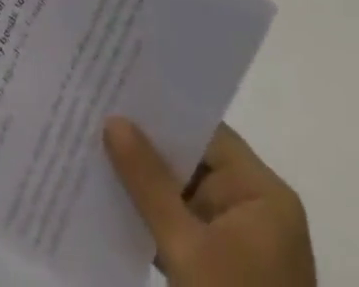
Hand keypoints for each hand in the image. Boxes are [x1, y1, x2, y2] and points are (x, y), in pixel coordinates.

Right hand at [103, 117, 315, 286]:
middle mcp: (259, 211)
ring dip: (147, 184)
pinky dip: (156, 218)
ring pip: (187, 195)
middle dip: (148, 147)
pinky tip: (115, 204)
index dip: (162, 112)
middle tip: (96, 117)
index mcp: (263, 195)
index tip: (116, 91)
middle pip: (196, 161)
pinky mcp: (228, 273)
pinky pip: (187, 228)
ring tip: (95, 152)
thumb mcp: (186, 251)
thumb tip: (114, 121)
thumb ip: (149, 183)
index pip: (206, 133)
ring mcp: (245, 245)